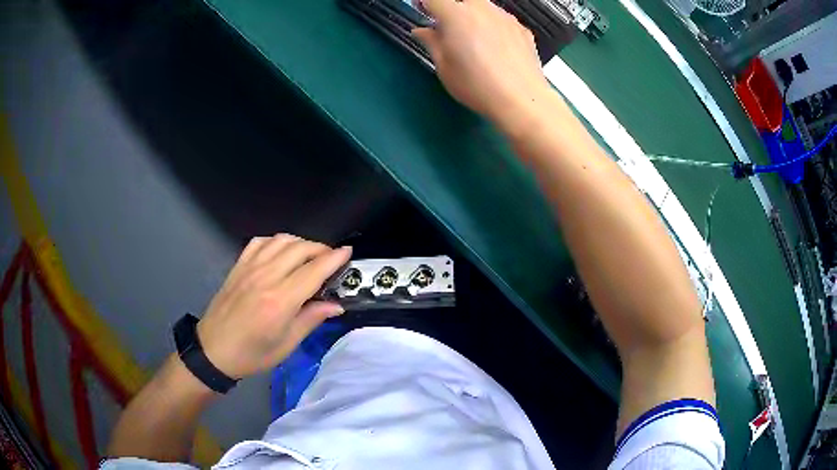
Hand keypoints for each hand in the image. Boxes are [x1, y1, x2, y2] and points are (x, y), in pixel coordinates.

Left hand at [196, 234, 351, 379]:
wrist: (213, 350)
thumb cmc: (252, 354)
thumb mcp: (286, 344)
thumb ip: (311, 319)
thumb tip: (336, 305)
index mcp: (280, 300)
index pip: (314, 270)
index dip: (334, 258)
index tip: (348, 252)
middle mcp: (266, 277)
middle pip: (300, 248)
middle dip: (321, 248)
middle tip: (331, 259)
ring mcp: (250, 268)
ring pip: (281, 240)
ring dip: (301, 243)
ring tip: (309, 255)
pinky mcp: (238, 266)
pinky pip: (260, 242)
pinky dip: (276, 241)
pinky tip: (281, 252)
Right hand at [412, 0, 553, 133]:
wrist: (522, 100)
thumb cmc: (478, 86)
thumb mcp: (444, 67)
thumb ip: (431, 42)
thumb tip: (422, 31)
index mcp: (455, 15)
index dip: (424, 4)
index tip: (422, 12)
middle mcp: (481, 8)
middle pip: (460, 0)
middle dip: (451, 11)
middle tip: (448, 30)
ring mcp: (504, 17)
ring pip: (482, 7)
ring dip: (473, 17)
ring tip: (474, 42)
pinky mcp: (521, 28)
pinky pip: (500, 20)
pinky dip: (493, 27)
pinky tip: (495, 49)